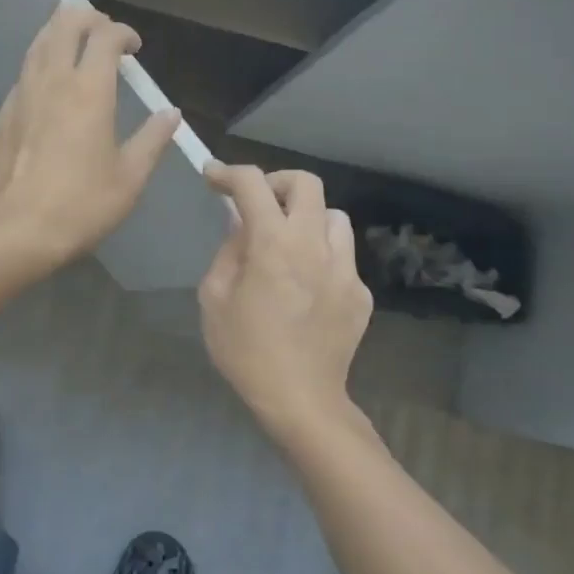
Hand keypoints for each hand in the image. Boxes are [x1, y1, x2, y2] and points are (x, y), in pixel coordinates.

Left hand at [0, 5, 180, 274]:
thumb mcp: (130, 177)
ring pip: (38, 42)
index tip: (135, 47)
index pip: (105, 36)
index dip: (123, 32)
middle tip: (105, 35)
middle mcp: (52, 80)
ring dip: (60, 35)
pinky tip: (50, 87)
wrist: (17, 230)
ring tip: (77, 49)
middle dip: (87, 18)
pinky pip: (24, 73)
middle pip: (64, 22)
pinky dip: (42, 64)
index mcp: (89, 90)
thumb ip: (152, 139)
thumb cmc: (82, 204)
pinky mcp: (3, 114)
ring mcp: (21, 94)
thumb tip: (171, 114)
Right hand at [198, 165, 372, 432]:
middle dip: (276, 183)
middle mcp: (314, 245)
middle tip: (258, 204)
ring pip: (333, 216)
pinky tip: (306, 286)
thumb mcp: (214, 298)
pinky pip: (342, 255)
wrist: (300, 400)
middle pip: (306, 183)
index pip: (252, 184)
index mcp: (273, 244)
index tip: (213, 177)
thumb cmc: (246, 351)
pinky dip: (322, 256)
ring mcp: (345, 268)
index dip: (228, 173)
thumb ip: (228, 252)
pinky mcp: (360, 292)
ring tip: (288, 244)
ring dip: (306, 218)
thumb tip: (240, 226)